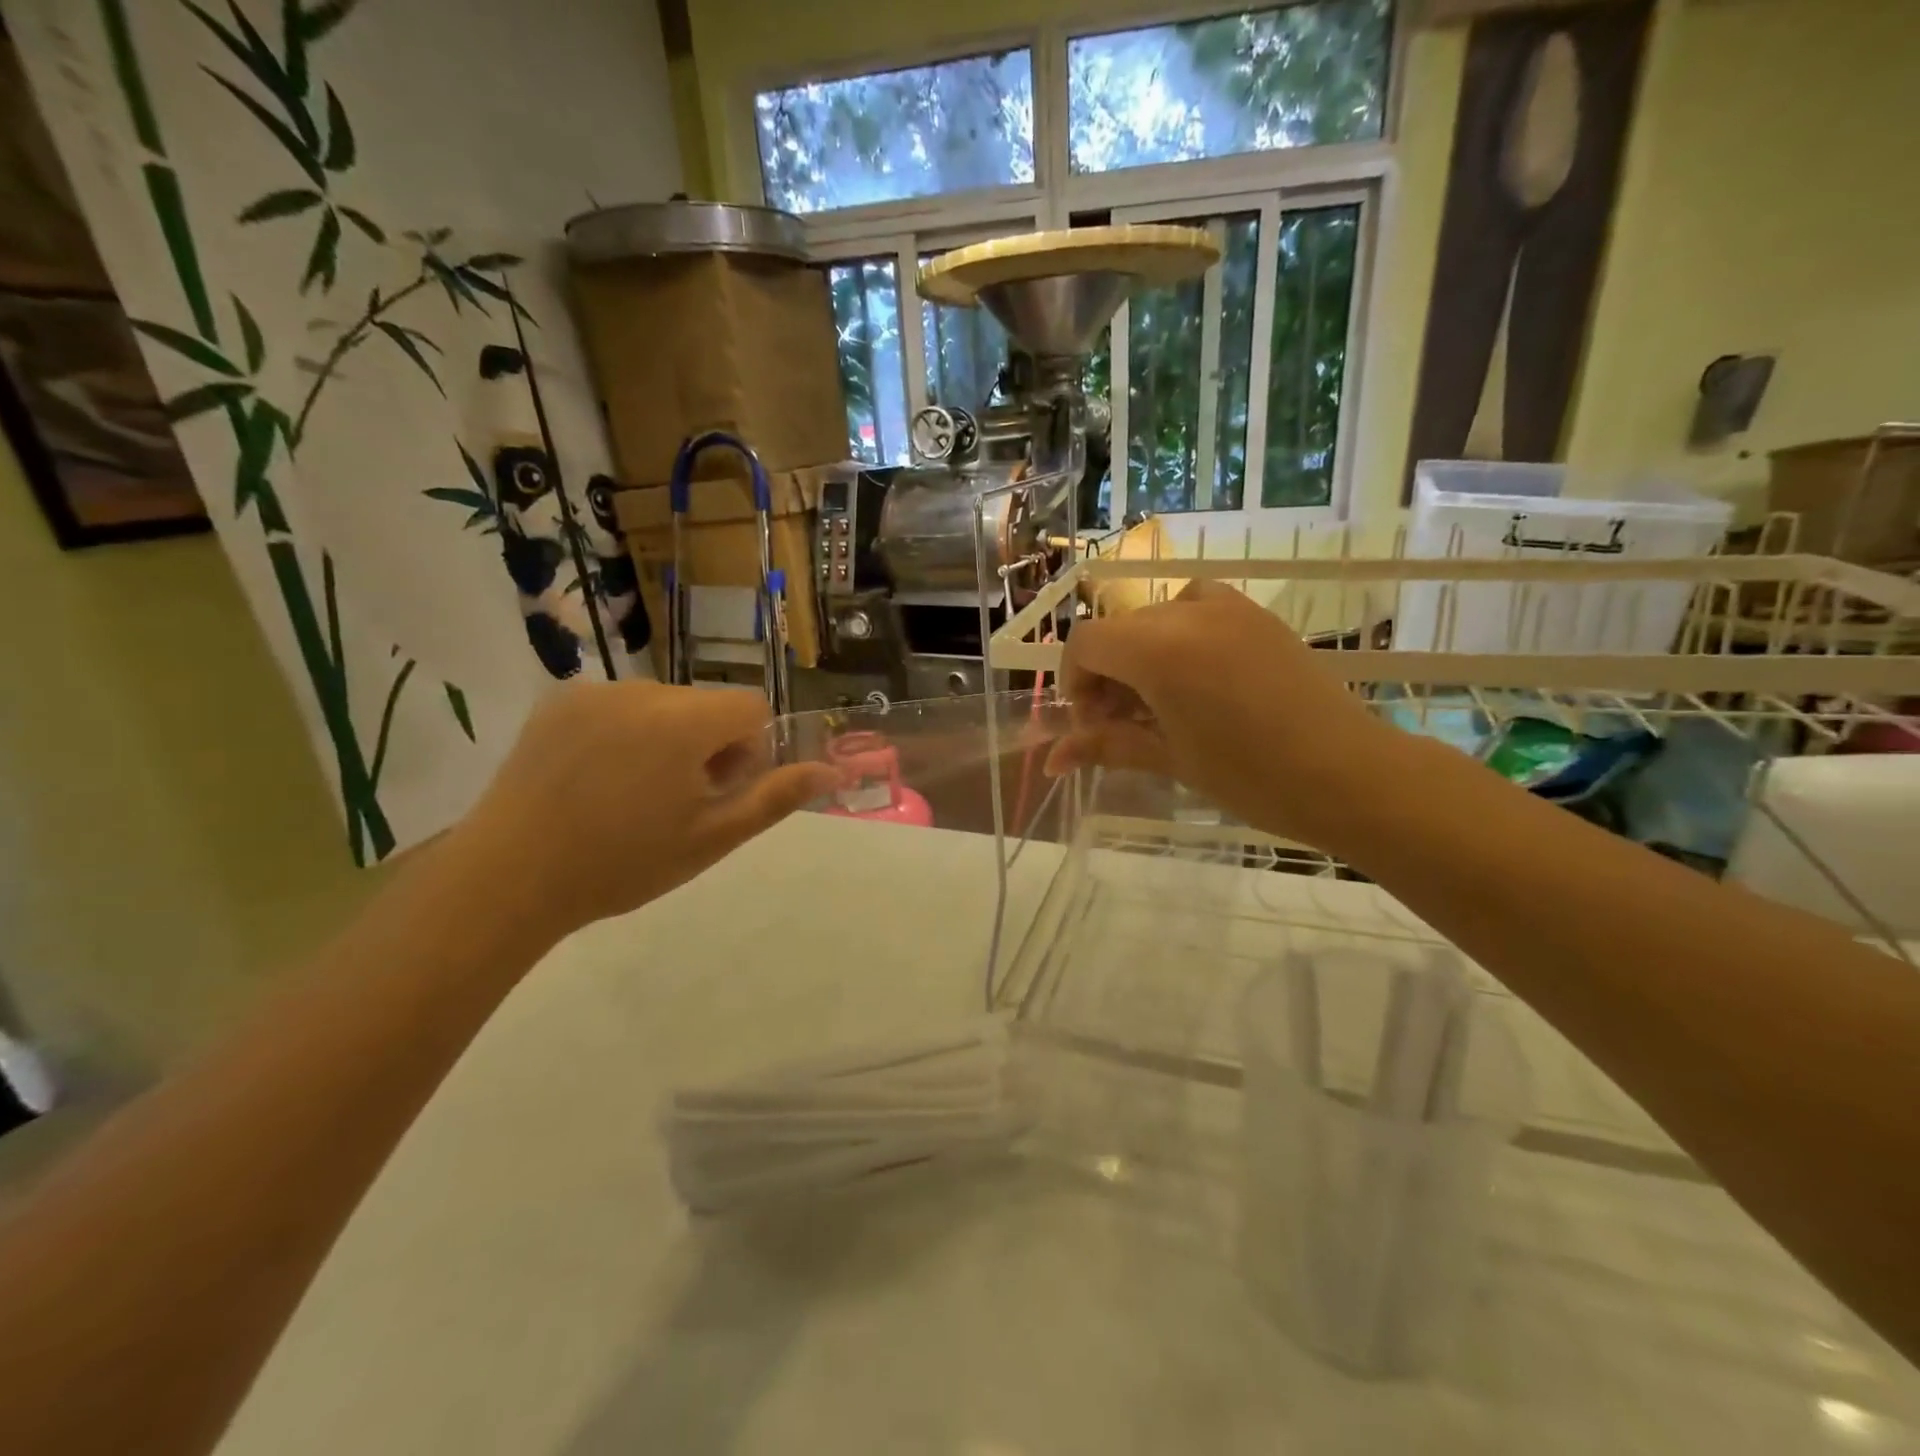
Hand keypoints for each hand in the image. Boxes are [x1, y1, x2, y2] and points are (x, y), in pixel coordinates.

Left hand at [453, 682, 835, 938]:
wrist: (509, 877)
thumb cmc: (622, 863)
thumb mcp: (711, 838)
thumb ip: (775, 797)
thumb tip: (832, 771)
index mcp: (683, 722)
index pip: (750, 707)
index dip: (748, 751)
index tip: (717, 792)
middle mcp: (641, 690)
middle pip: (706, 704)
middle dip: (708, 744)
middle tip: (675, 801)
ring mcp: (594, 692)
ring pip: (664, 704)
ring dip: (667, 737)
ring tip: (631, 793)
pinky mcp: (558, 700)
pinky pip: (619, 705)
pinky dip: (626, 732)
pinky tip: (595, 778)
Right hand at [1046, 581, 1406, 851]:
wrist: (1348, 774)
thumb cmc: (1250, 776)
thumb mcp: (1170, 759)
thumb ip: (1106, 746)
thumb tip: (1051, 761)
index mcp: (1158, 649)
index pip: (1086, 643)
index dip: (1075, 681)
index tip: (1092, 724)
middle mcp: (1187, 613)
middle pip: (1118, 630)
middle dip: (1106, 674)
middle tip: (1122, 724)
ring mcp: (1228, 607)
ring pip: (1155, 618)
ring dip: (1141, 654)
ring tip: (1160, 702)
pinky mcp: (1256, 614)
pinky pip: (1197, 608)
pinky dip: (1179, 634)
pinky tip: (1197, 676)